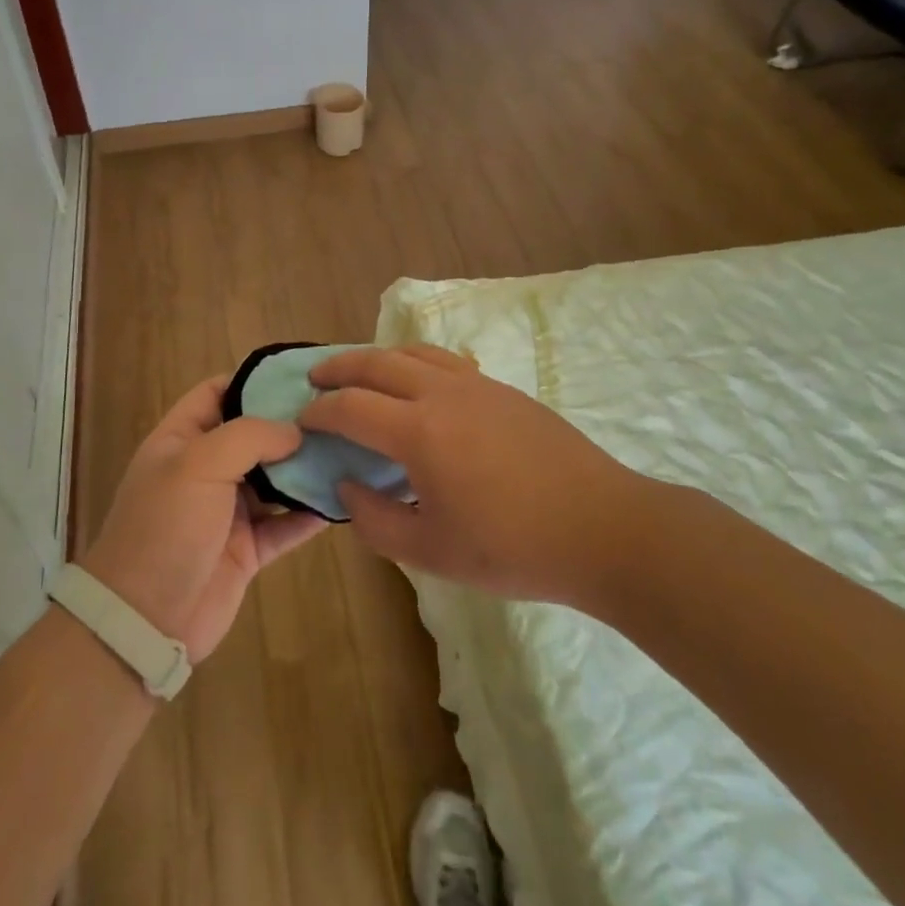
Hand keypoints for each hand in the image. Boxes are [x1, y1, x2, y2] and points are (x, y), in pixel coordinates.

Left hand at [82, 376, 325, 660]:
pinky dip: (311, 513)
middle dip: (291, 423)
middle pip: (253, 435)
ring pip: (275, 479)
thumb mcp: (199, 464)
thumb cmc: (165, 527)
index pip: (217, 392)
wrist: (145, 620)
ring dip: (306, 467)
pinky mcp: (248, 550)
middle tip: (339, 411)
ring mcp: (227, 511)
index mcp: (181, 440)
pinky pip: (286, 524)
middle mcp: (205, 470)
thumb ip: (249, 436)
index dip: (253, 380)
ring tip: (350, 448)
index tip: (300, 375)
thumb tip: (295, 430)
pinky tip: (343, 499)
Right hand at [302, 345, 637, 602]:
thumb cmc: (513, 548)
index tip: (302, 420)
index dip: (319, 412)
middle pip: (377, 362)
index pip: (351, 407)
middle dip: (339, 367)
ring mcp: (477, 385)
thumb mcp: (431, 552)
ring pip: (414, 353)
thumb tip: (349, 486)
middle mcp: (442, 394)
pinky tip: (419, 386)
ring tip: (361, 373)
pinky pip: (446, 361)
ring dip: (378, 357)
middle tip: (315, 377)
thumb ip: (376, 520)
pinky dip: (415, 362)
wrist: (603, 528)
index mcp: (419, 432)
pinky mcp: (504, 390)